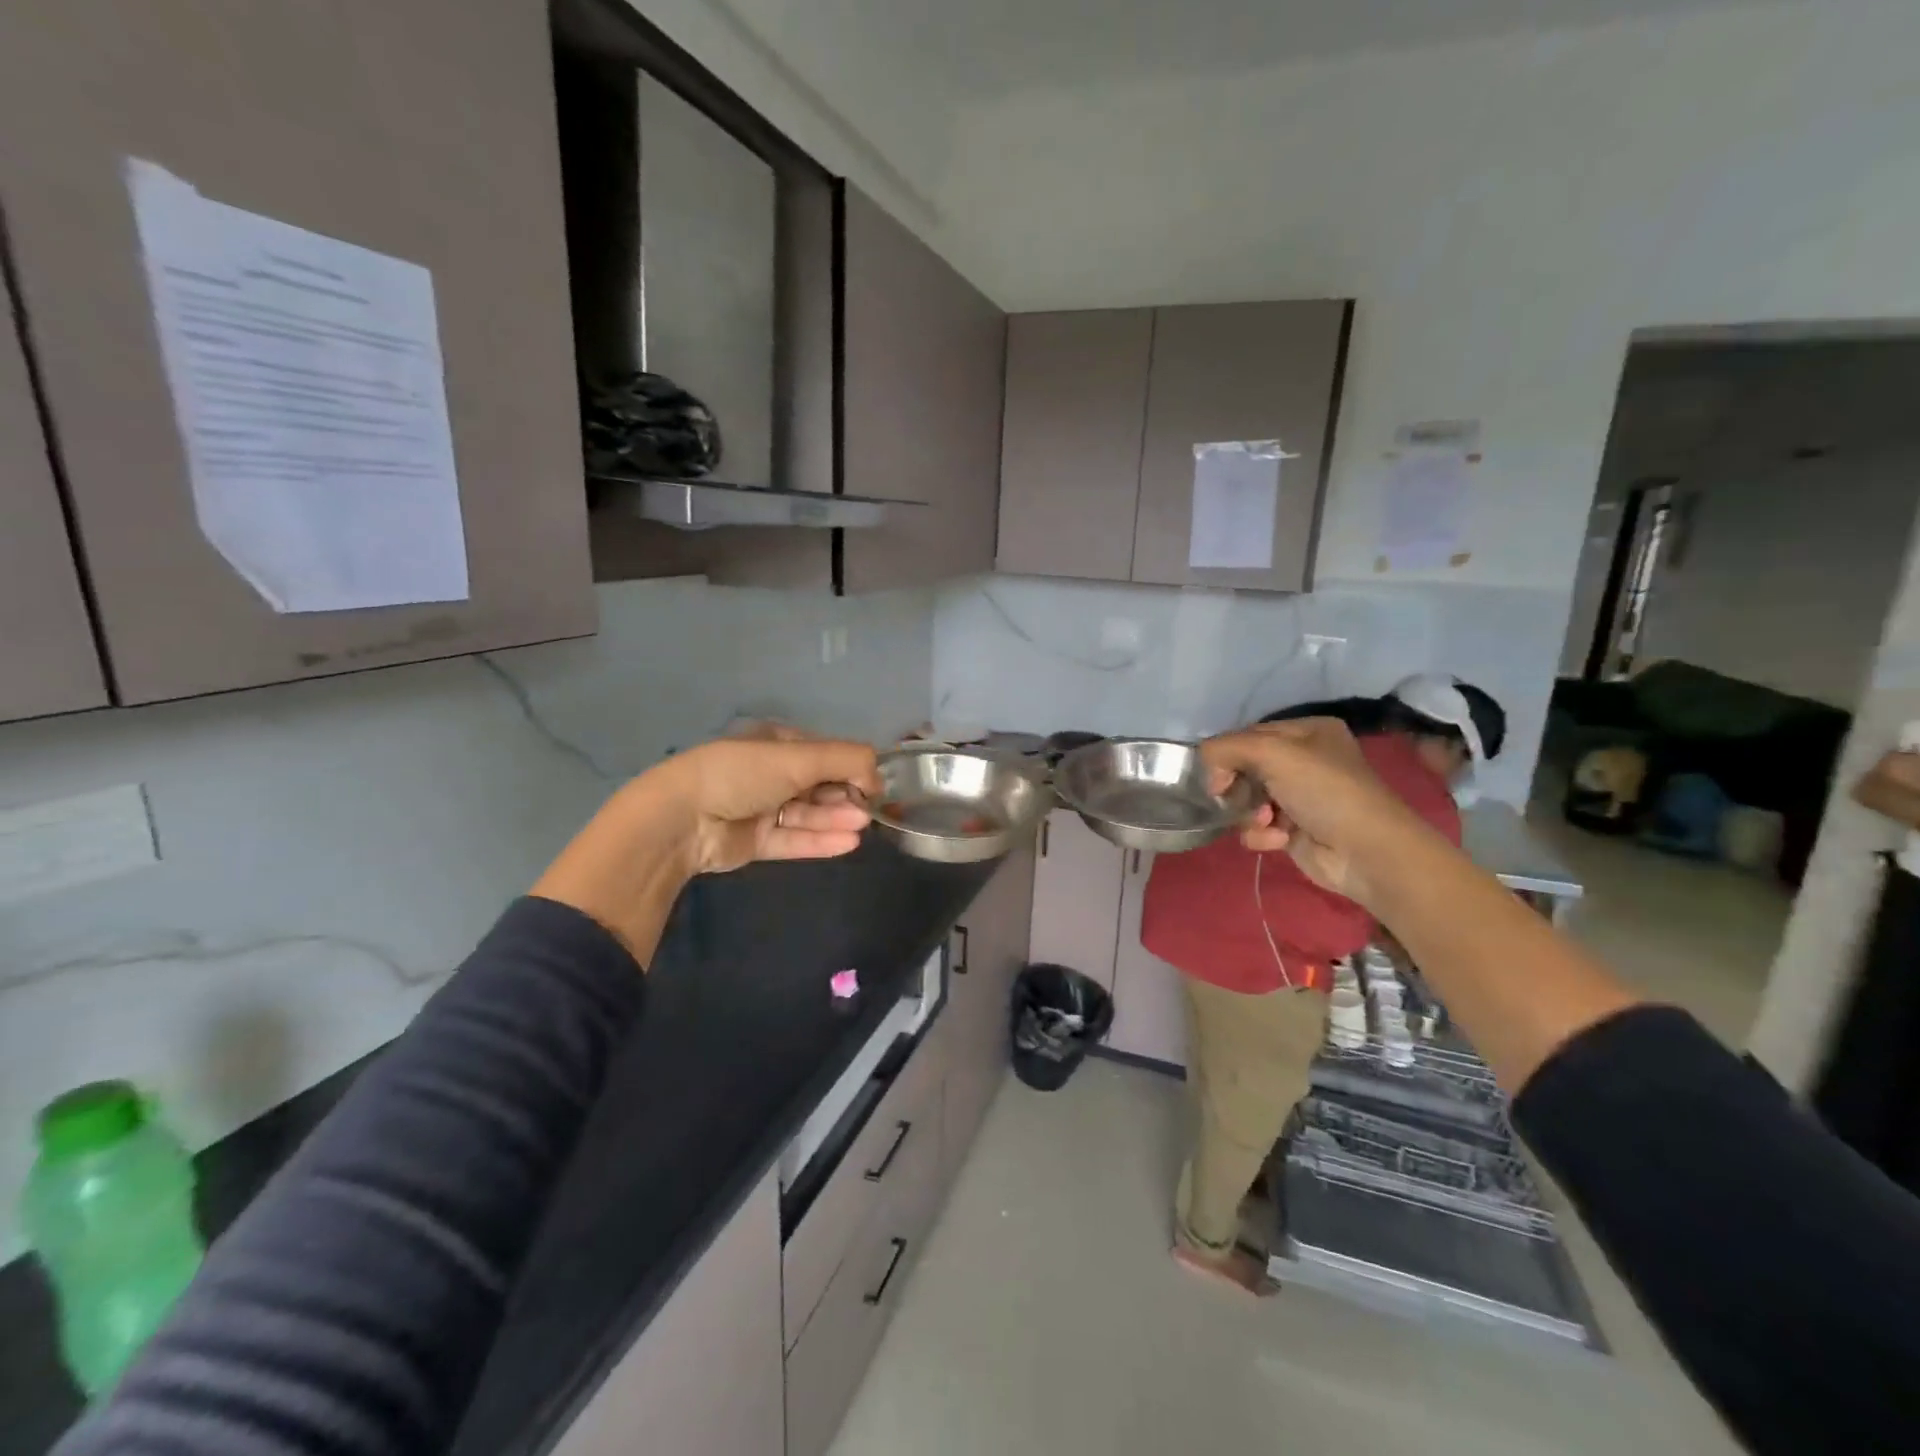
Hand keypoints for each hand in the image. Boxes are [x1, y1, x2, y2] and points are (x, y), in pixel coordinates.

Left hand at [664, 731, 881, 874]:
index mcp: (774, 743)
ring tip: (862, 827)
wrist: (683, 819)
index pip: (823, 753)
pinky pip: (794, 839)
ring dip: (836, 819)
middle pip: (818, 785)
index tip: (874, 783)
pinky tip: (848, 844)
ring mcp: (761, 808)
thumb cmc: (742, 774)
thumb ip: (846, 760)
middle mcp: (768, 773)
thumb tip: (878, 775)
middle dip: (845, 796)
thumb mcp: (798, 757)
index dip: (850, 766)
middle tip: (869, 810)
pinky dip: (820, 840)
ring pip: (807, 814)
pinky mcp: (755, 841)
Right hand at [1201, 718, 1426, 906]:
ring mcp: (1298, 797)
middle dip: (1238, 787)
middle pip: (1244, 768)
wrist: (1366, 852)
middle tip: (1237, 799)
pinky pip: (1257, 827)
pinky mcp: (1293, 830)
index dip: (1227, 754)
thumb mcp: (1272, 753)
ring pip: (1246, 800)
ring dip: (1249, 814)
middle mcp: (1304, 760)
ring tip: (1267, 822)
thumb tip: (1208, 771)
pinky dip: (1261, 835)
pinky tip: (1278, 840)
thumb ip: (1226, 748)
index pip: (1248, 735)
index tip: (1218, 777)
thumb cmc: (1324, 791)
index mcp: (1306, 732)